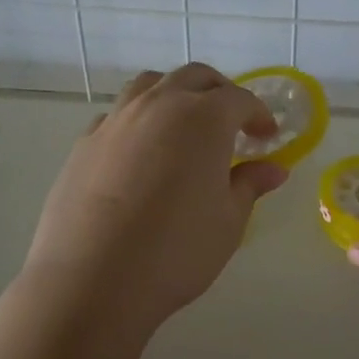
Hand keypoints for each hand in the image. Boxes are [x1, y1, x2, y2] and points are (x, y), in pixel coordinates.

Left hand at [20, 64, 287, 338]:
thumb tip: (274, 169)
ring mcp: (116, 120)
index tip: (268, 136)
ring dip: (176, 95)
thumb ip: (250, 186)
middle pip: (195, 78)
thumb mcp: (228, 222)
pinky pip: (119, 114)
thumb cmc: (176, 251)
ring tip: (185, 127)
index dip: (258, 115)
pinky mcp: (85, 142)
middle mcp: (159, 105)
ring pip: (151, 85)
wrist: (92, 280)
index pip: (239, 100)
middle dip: (220, 93)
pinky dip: (140, 120)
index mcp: (203, 118)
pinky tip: (143, 154)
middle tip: (233, 123)